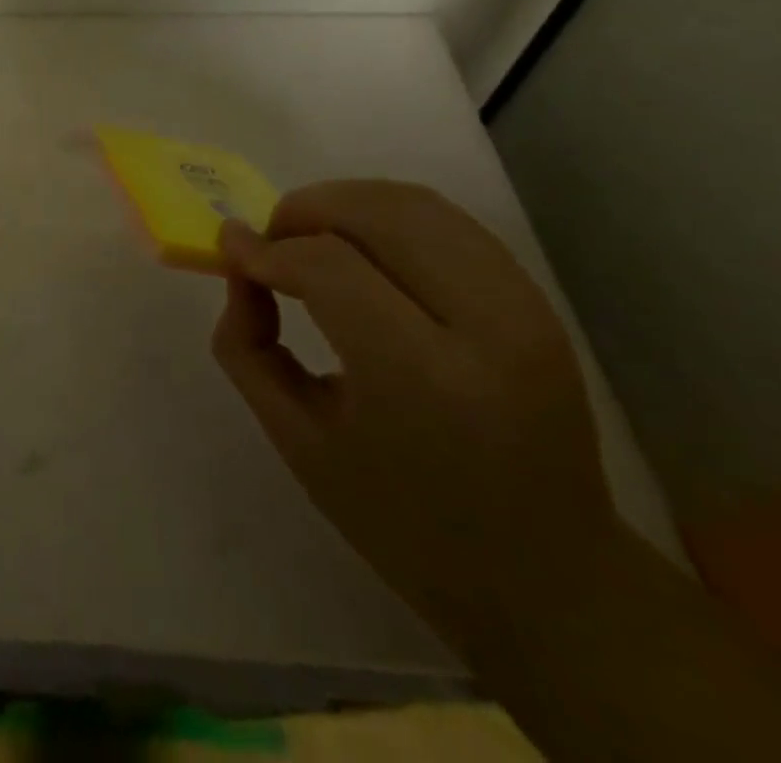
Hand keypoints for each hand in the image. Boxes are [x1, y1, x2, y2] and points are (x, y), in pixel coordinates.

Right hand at [213, 180, 619, 646]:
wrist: (549, 578)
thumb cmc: (404, 521)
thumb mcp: (297, 440)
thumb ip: (248, 344)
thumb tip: (240, 266)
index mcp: (423, 380)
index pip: (327, 267)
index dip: (266, 249)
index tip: (231, 252)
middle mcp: (485, 328)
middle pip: (376, 213)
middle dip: (304, 210)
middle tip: (268, 243)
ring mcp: (523, 309)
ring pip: (414, 203)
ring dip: (343, 203)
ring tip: (308, 239)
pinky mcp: (535, 301)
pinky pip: (445, 221)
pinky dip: (386, 215)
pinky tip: (359, 248)